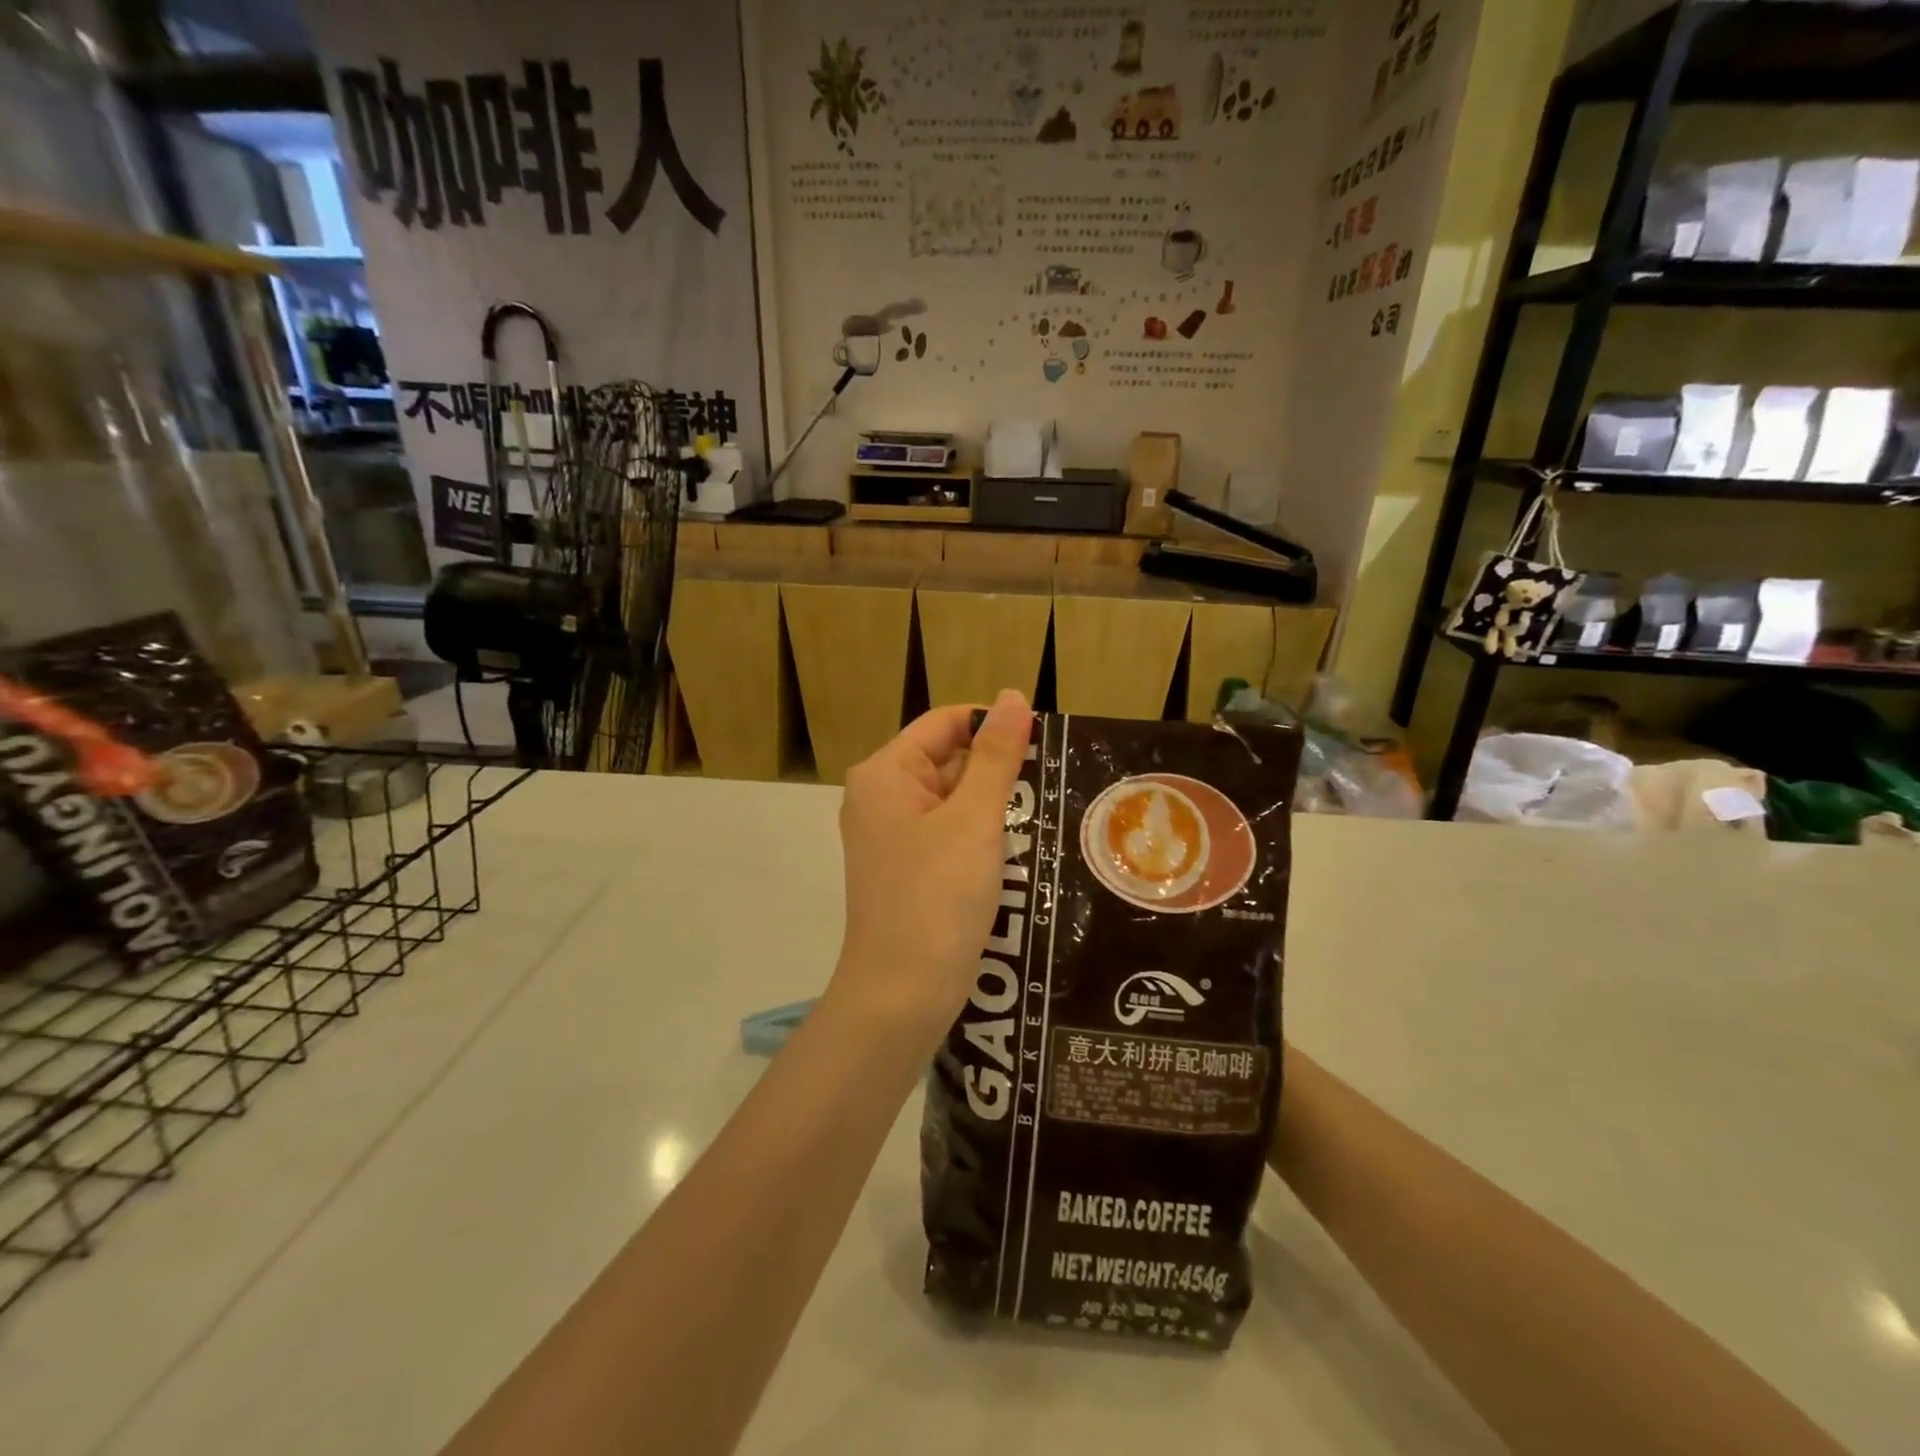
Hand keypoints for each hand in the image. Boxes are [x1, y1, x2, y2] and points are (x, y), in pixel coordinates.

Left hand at [830, 691, 1033, 1044]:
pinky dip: (983, 838)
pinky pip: (951, 836)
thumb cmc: (936, 896)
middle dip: (998, 772)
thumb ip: (996, 756)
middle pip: (949, 761)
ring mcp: (893, 838)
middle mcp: (882, 798)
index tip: (1046, 743)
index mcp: (885, 774)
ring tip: (1048, 816)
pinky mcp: (910, 871)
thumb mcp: (973, 819)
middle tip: (1055, 785)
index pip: (945, 723)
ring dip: (996, 807)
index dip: (994, 725)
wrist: (903, 993)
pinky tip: (1021, 851)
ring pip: (954, 802)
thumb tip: (1014, 696)